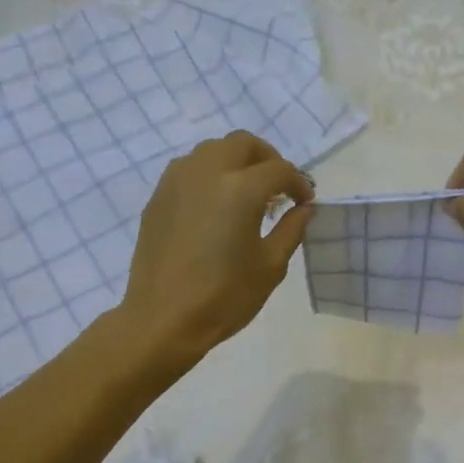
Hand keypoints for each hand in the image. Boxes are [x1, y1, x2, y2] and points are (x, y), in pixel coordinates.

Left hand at [120, 131, 314, 361]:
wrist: (163, 319)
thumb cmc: (224, 296)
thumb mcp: (270, 266)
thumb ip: (292, 229)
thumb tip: (304, 209)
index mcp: (240, 189)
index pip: (279, 169)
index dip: (298, 183)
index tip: (305, 202)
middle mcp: (207, 172)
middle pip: (243, 144)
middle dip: (267, 158)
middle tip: (278, 187)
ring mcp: (177, 181)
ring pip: (212, 150)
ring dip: (236, 162)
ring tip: (247, 192)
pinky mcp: (158, 197)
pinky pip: (189, 169)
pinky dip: (210, 175)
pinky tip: (216, 205)